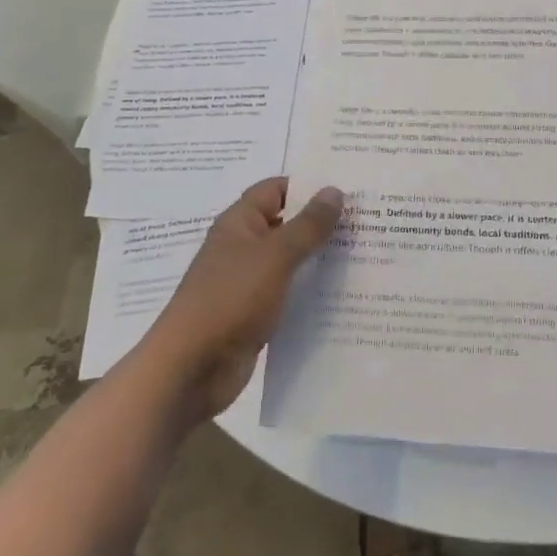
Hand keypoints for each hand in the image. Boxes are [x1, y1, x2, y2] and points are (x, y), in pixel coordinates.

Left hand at [141, 178, 343, 419]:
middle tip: (367, 221)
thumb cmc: (230, 299)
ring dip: (320, 260)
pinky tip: (343, 295)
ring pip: (290, 262)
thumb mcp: (275, 256)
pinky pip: (288, 294)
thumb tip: (334, 191)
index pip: (276, 189)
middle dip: (322, 223)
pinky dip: (311, 292)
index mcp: (240, 223)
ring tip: (365, 255)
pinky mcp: (255, 315)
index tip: (349, 189)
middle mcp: (243, 247)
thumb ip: (307, 225)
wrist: (190, 370)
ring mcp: (248, 283)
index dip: (308, 186)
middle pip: (287, 224)